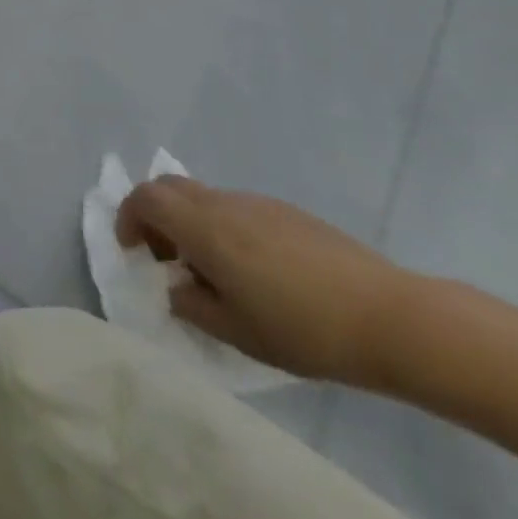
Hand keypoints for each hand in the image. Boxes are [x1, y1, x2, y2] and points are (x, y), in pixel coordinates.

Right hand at [115, 176, 414, 386]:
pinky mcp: (285, 211)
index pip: (146, 198)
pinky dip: (222, 227)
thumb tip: (178, 287)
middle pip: (169, 186)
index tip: (132, 249)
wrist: (388, 317)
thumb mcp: (237, 332)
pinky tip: (253, 270)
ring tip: (211, 271)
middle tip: (164, 256)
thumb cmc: (303, 329)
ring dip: (190, 222)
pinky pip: (235, 208)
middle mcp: (223, 203)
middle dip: (154, 213)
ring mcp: (256, 202)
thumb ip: (194, 305)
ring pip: (203, 197)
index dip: (129, 217)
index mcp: (204, 227)